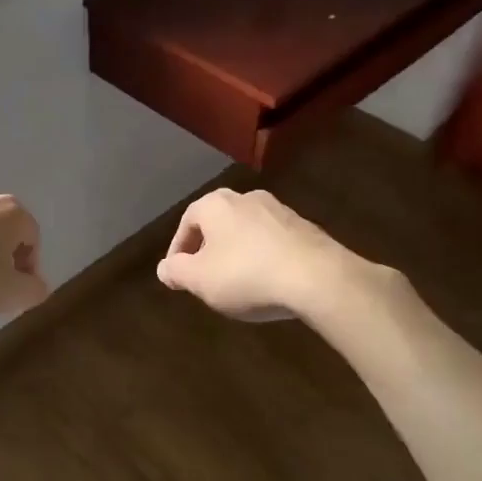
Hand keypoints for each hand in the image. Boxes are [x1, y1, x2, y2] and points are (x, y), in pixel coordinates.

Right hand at [156, 187, 375, 321]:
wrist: (318, 277)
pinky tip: (268, 282)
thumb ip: (176, 272)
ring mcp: (279, 211)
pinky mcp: (306, 228)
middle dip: (209, 249)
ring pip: (247, 231)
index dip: (179, 250)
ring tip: (237, 282)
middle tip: (205, 276)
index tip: (178, 274)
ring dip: (237, 252)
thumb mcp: (200, 280)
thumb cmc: (246, 274)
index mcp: (215, 204)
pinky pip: (273, 241)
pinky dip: (264, 258)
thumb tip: (164, 268)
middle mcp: (246, 198)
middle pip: (218, 223)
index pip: (187, 222)